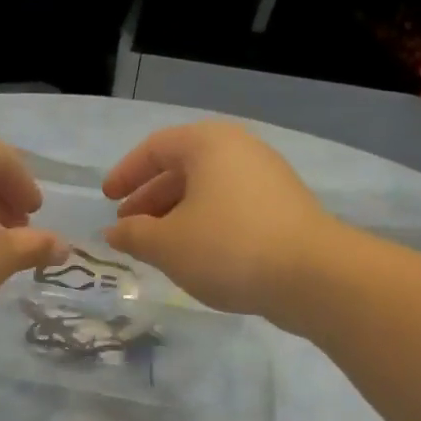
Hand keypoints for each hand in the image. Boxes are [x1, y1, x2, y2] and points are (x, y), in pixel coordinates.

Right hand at [101, 121, 337, 323]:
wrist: (313, 276)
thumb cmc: (227, 247)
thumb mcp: (166, 244)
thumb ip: (133, 235)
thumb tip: (114, 232)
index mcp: (208, 144)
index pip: (155, 148)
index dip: (126, 173)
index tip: (107, 199)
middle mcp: (240, 150)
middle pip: (182, 168)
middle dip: (150, 198)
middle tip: (128, 227)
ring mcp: (267, 178)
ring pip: (207, 190)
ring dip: (175, 214)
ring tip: (157, 246)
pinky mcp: (284, 208)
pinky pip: (230, 206)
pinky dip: (204, 224)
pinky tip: (195, 254)